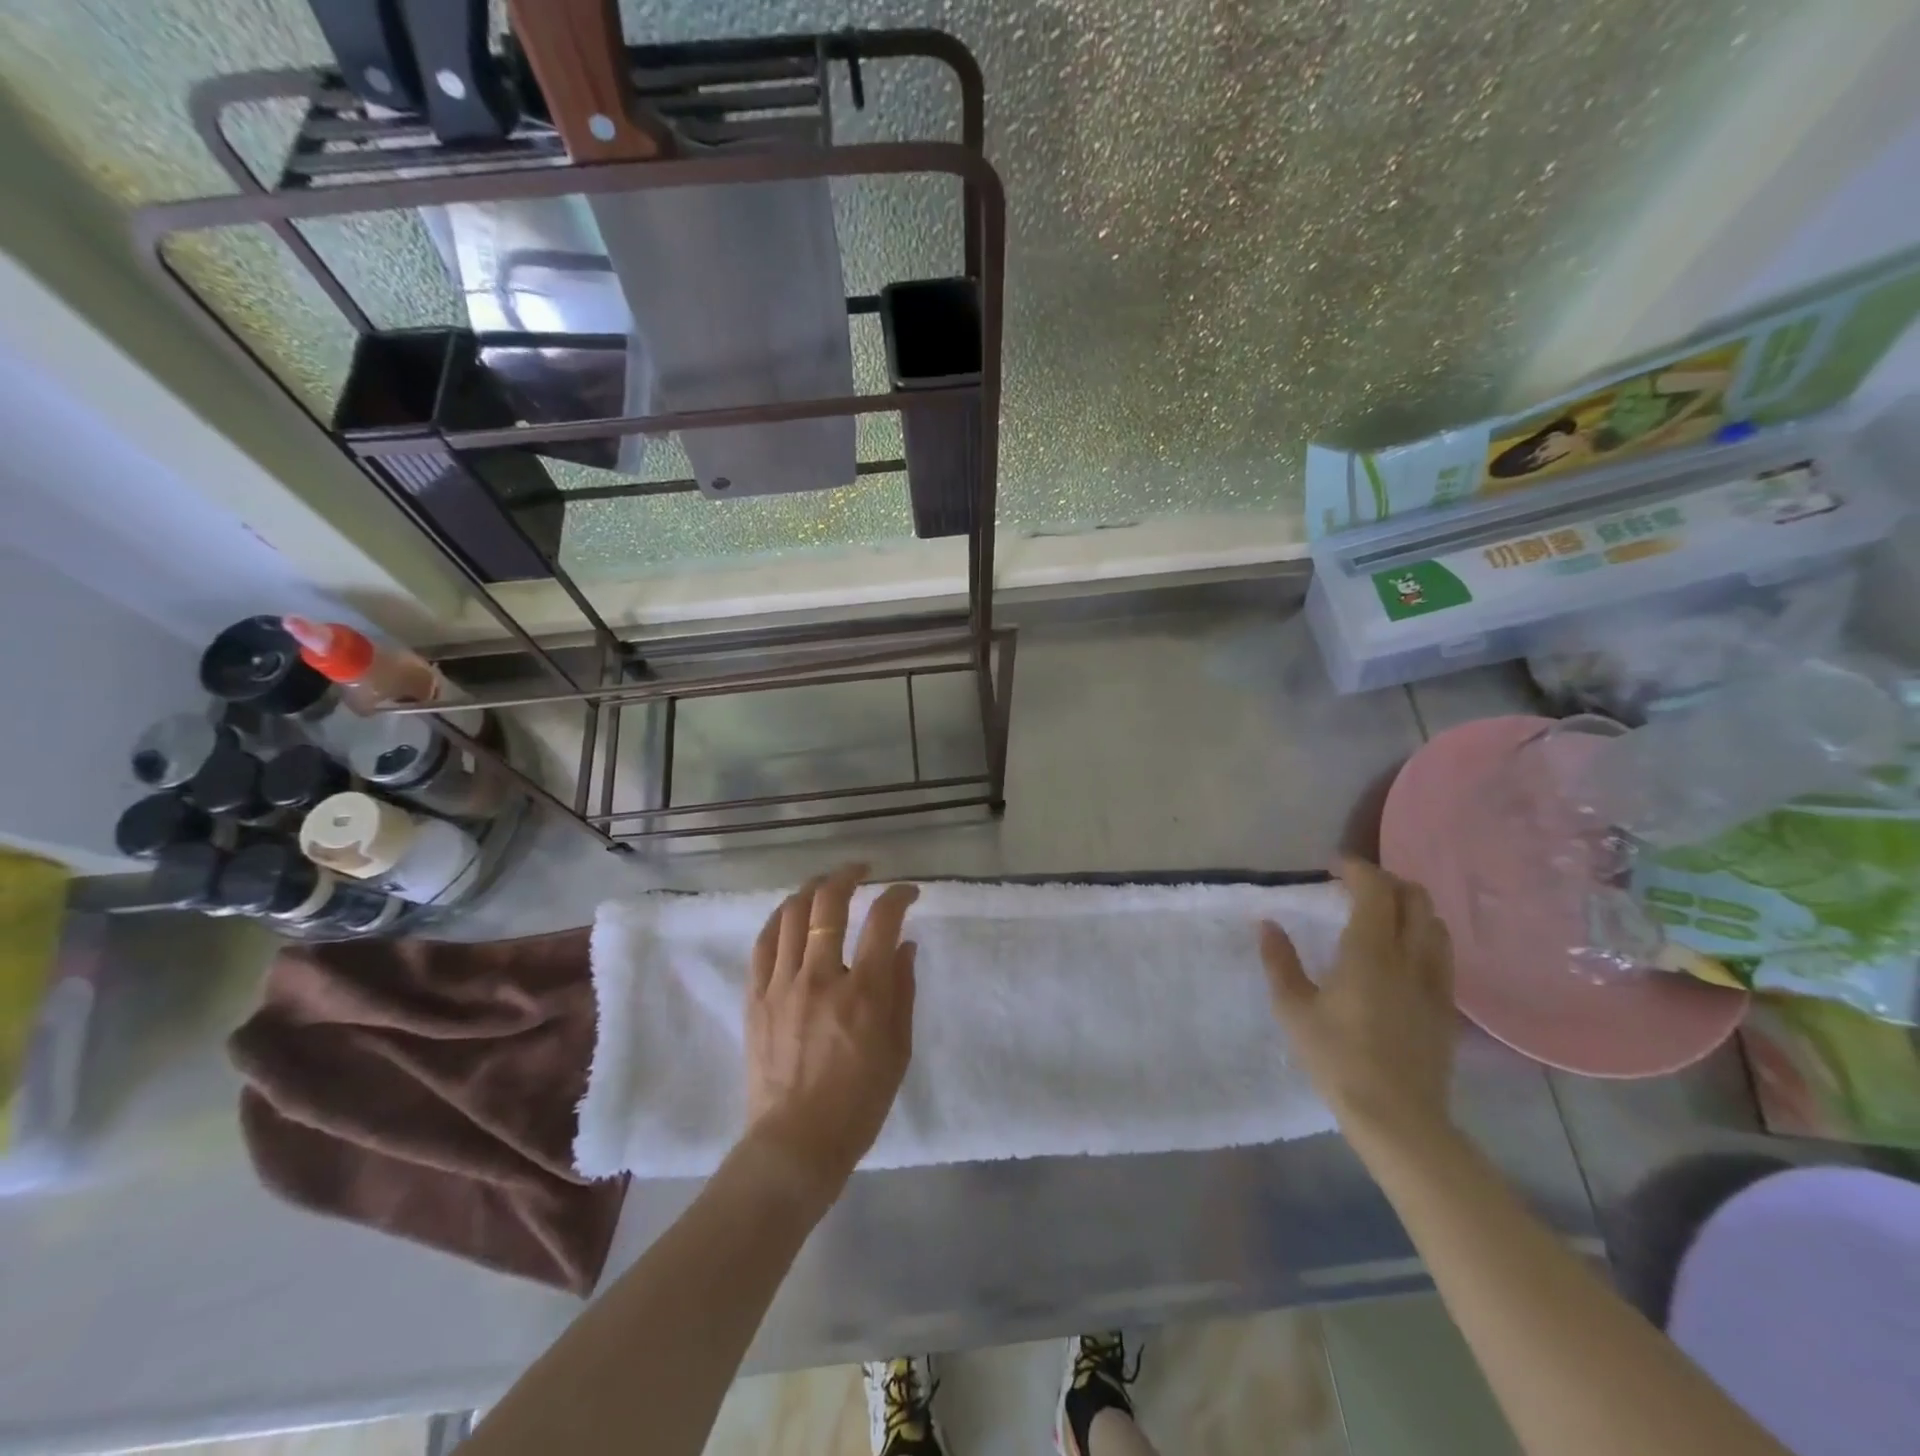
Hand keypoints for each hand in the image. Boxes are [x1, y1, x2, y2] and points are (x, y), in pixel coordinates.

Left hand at [742, 863, 918, 1206]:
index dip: (898, 895)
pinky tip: (791, 912)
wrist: (796, 1143)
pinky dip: (781, 918)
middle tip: (862, 870)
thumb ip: (903, 990)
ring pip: (793, 914)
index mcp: (864, 992)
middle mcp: (821, 976)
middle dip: (849, 875)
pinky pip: (764, 943)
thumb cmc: (860, 1102)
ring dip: (813, 888)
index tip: (907, 892)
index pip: (883, 920)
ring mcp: (782, 984)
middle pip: (830, 903)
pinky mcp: (756, 997)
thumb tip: (905, 946)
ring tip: (826, 884)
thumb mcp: (898, 1049)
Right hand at [1259, 857, 1457, 1149]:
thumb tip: (1268, 924)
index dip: (1357, 869)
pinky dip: (1423, 935)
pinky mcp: (1446, 1006)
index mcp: (1370, 953)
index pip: (1376, 890)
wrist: (1398, 1118)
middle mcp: (1409, 958)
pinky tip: (1402, 953)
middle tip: (1355, 886)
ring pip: (1435, 924)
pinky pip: (1442, 953)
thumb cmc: (1337, 1059)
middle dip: (1387, 881)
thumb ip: (1279, 962)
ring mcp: (1435, 982)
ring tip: (1381, 914)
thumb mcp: (1293, 1010)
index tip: (1333, 866)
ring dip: (1409, 906)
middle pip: (1415, 898)